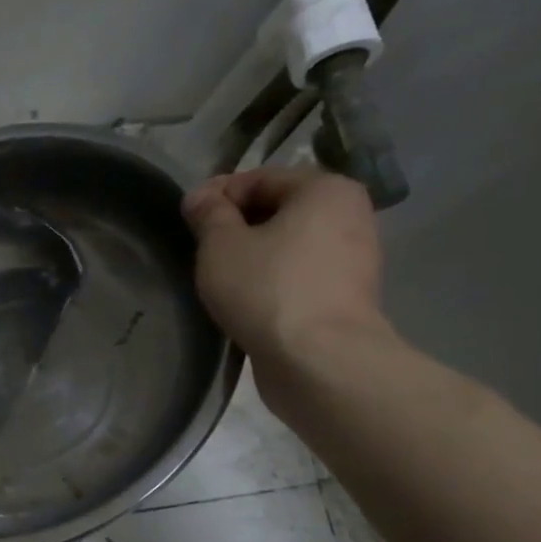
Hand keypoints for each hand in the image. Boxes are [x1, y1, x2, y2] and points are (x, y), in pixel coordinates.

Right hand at [181, 168, 388, 392]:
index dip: (217, 196)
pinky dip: (272, 282)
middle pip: (277, 211)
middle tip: (200, 251)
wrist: (319, 362)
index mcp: (326, 189)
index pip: (259, 179)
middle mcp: (350, 216)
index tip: (187, 220)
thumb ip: (208, 213)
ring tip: (219, 279)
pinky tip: (246, 301)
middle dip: (236, 227)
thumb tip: (201, 197)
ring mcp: (353, 260)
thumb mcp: (220, 244)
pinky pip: (299, 276)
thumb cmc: (267, 289)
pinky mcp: (346, 298)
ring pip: (288, 246)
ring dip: (253, 257)